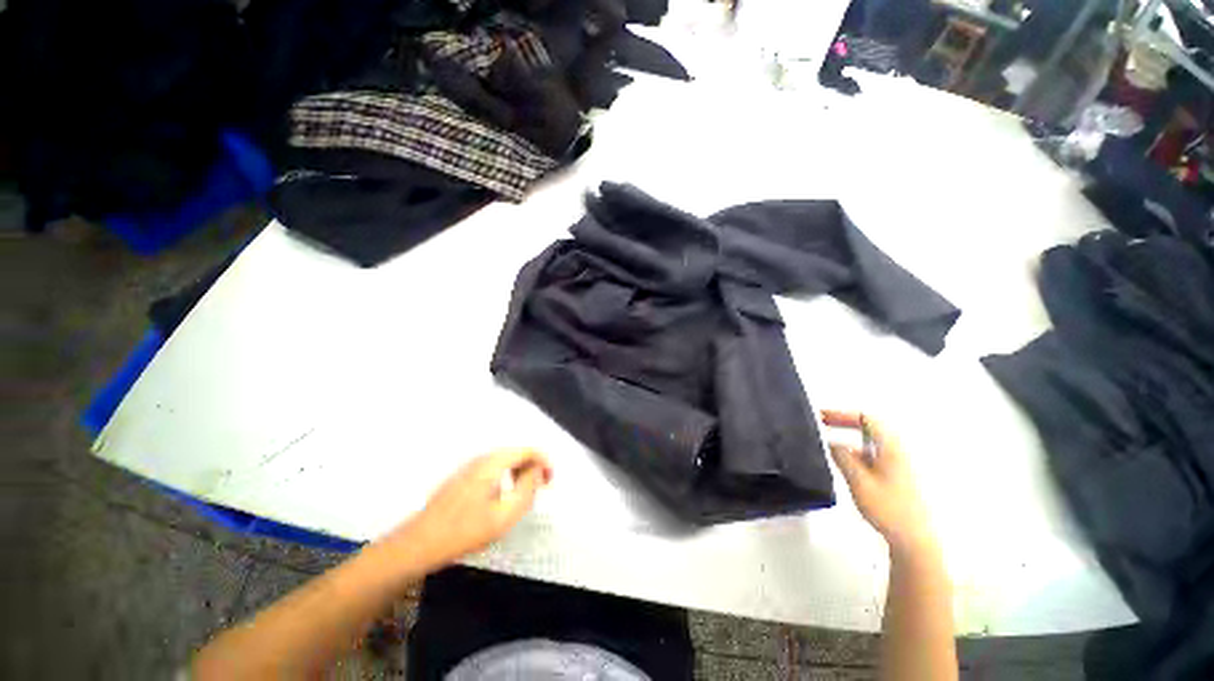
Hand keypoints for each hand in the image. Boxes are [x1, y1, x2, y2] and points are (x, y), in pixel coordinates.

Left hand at [389, 449, 551, 570]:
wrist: (418, 544)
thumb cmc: (463, 532)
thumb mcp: (504, 516)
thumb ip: (527, 489)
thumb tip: (537, 470)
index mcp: (492, 463)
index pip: (527, 450)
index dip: (544, 461)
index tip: (550, 480)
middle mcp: (481, 459)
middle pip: (516, 452)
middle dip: (533, 466)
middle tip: (542, 487)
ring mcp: (469, 467)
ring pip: (505, 460)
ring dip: (520, 472)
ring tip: (525, 494)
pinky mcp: (463, 477)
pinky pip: (493, 468)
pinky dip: (506, 476)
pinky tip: (504, 497)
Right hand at [822, 410, 935, 555]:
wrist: (914, 539)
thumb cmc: (888, 508)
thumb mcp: (859, 481)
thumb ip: (843, 457)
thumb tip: (831, 441)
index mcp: (891, 447)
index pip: (866, 418)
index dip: (842, 414)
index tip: (821, 417)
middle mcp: (897, 450)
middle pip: (870, 426)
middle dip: (845, 421)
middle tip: (822, 423)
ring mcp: (899, 463)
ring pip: (872, 440)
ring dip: (850, 435)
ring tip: (830, 439)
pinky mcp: (897, 475)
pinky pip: (874, 452)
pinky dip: (857, 448)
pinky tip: (846, 460)